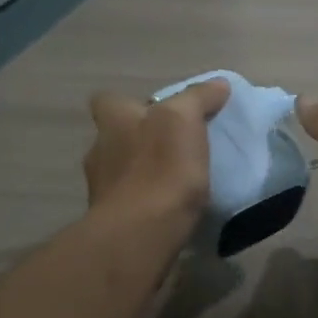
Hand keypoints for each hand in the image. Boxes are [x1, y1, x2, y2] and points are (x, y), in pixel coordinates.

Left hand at [83, 79, 229, 222]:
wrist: (141, 234)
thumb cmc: (161, 168)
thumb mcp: (184, 120)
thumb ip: (198, 98)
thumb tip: (218, 84)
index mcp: (114, 121)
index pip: (109, 100)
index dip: (130, 103)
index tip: (158, 111)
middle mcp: (99, 151)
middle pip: (116, 137)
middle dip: (141, 139)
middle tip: (174, 146)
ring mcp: (101, 189)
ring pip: (122, 171)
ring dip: (143, 173)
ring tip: (176, 181)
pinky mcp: (111, 221)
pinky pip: (130, 203)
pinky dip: (146, 202)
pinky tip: (169, 208)